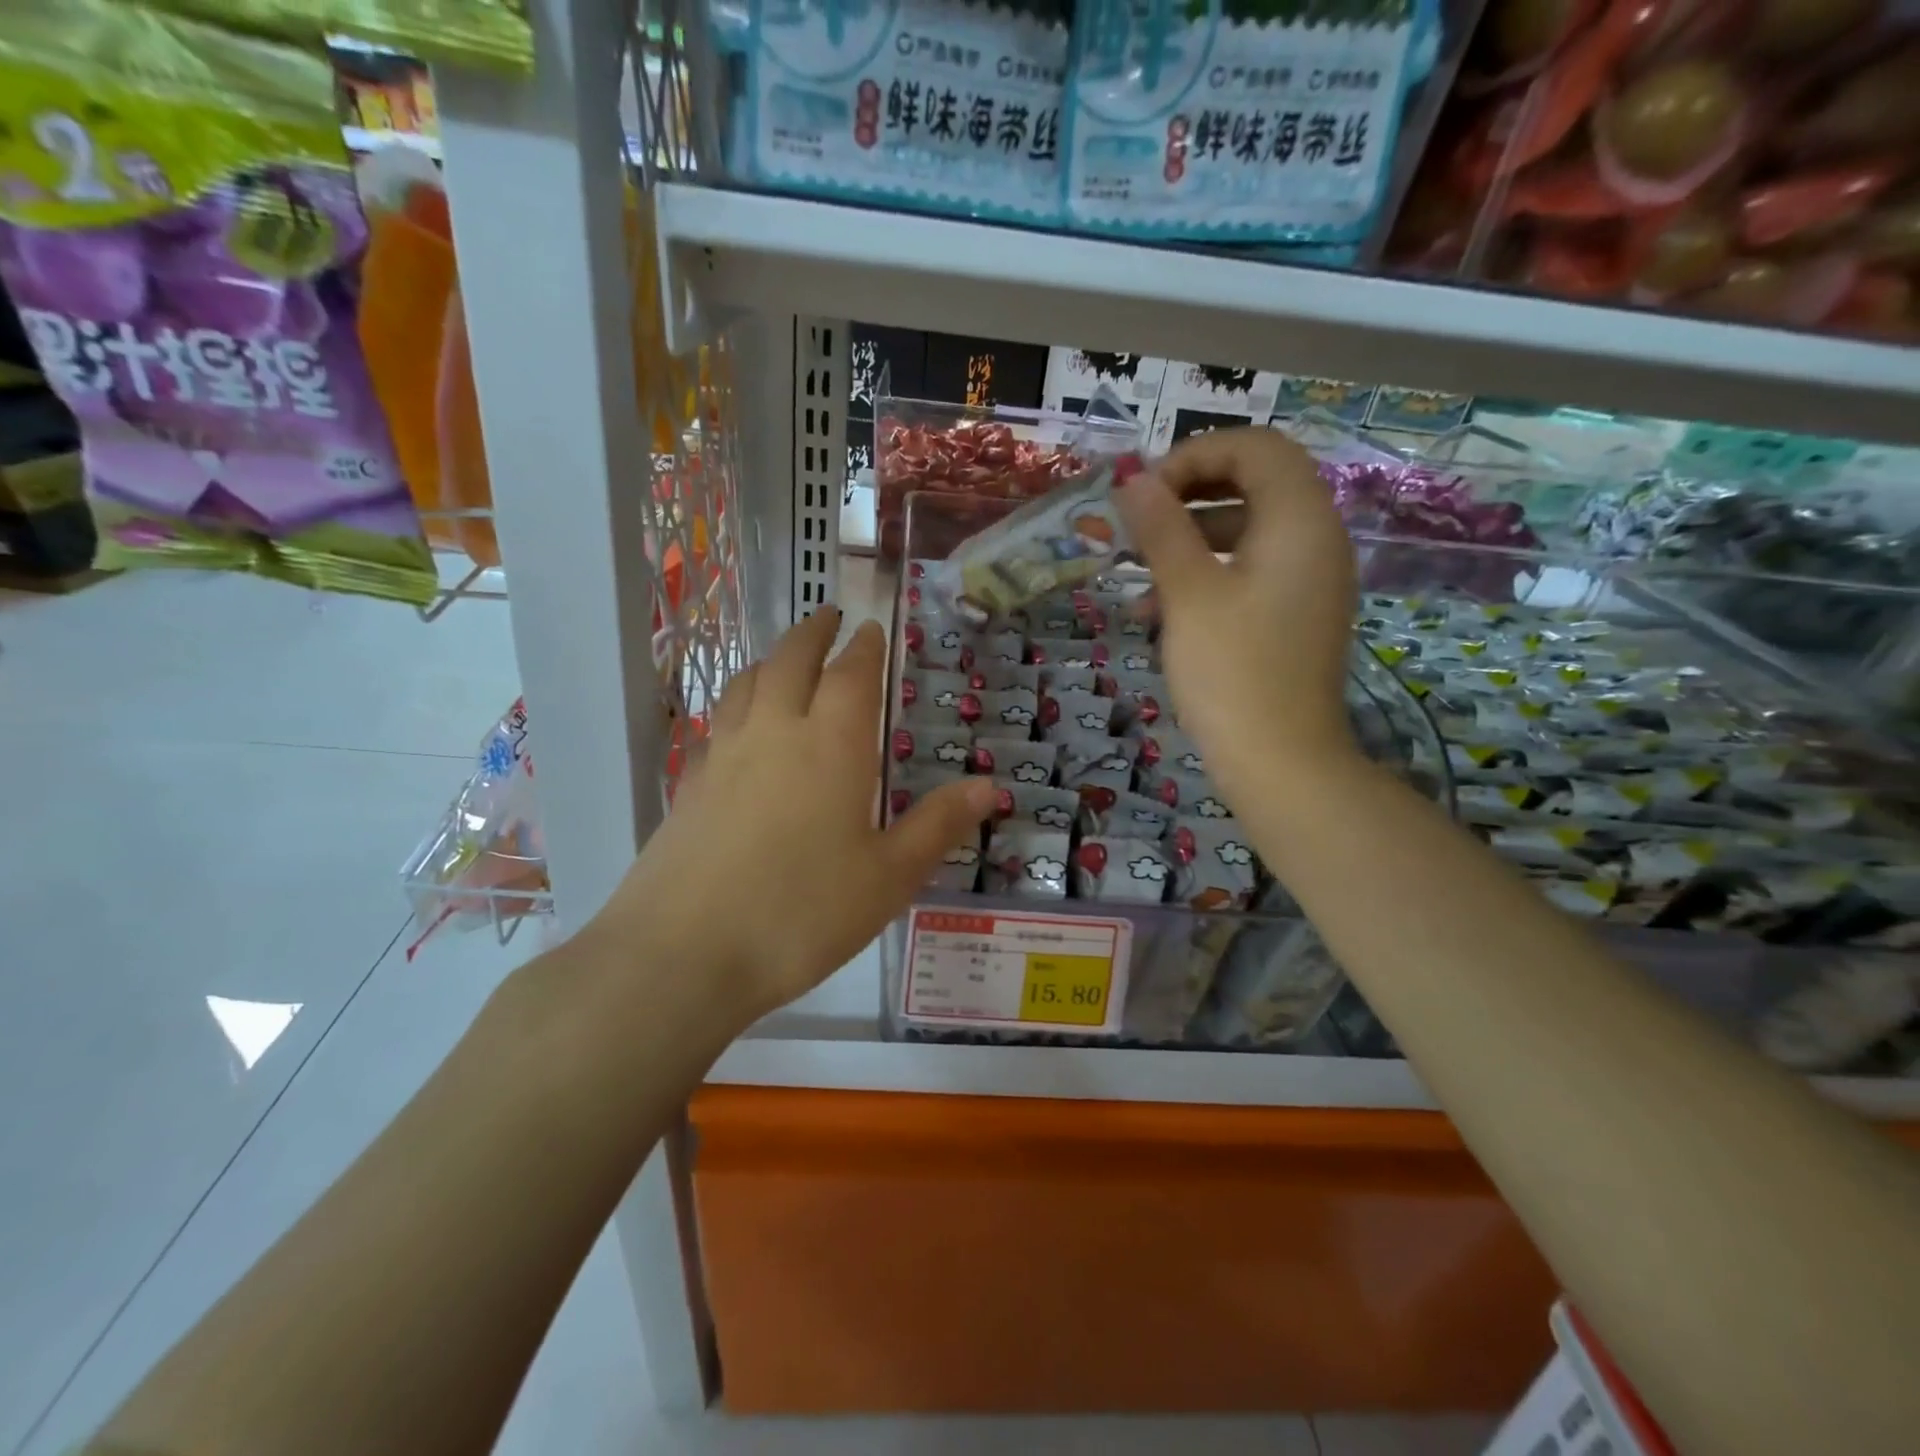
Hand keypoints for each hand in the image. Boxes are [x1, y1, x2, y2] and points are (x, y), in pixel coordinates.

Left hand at [598, 610, 995, 1026]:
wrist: (684, 954)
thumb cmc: (802, 912)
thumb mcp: (888, 876)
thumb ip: (937, 825)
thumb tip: (988, 786)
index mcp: (831, 745)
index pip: (851, 676)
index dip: (864, 648)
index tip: (870, 627)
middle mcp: (775, 733)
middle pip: (791, 660)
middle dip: (814, 633)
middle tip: (829, 616)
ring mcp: (724, 756)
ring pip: (747, 684)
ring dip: (771, 660)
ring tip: (784, 658)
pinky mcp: (689, 785)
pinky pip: (719, 722)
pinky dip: (738, 703)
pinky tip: (740, 727)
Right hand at [1115, 428, 1359, 799]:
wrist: (1280, 762)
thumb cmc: (1232, 671)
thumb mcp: (1187, 593)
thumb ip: (1162, 528)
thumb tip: (1133, 480)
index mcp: (1300, 519)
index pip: (1255, 447)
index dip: (1194, 455)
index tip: (1144, 492)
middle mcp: (1316, 538)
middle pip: (1253, 483)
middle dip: (1188, 496)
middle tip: (1138, 521)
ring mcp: (1309, 578)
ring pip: (1246, 530)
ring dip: (1189, 540)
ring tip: (1136, 572)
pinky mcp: (1295, 613)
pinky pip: (1251, 571)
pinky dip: (1207, 574)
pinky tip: (1158, 610)